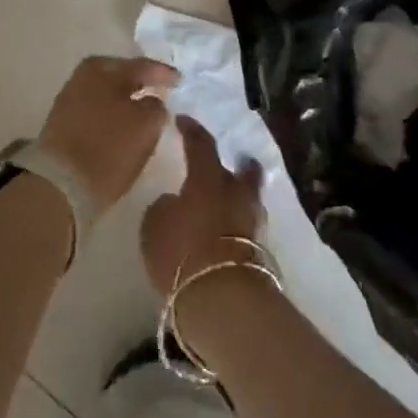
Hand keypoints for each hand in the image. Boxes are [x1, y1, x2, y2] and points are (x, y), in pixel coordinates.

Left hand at [36, 56, 178, 215]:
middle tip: (162, 91)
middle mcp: (83, 77)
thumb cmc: (109, 147)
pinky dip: (112, 115)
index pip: (143, 66)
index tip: (180, 80)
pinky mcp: (63, 125)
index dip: (164, 74)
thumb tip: (152, 101)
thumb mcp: (147, 123)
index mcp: (104, 69)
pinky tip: (124, 126)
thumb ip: (156, 106)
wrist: (60, 184)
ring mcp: (70, 100)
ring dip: (126, 101)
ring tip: (145, 111)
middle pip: (121, 77)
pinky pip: (97, 112)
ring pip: (108, 95)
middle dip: (142, 84)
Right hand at [140, 116, 267, 295]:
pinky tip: (227, 230)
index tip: (183, 120)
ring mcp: (254, 221)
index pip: (201, 143)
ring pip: (250, 199)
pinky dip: (239, 224)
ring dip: (240, 197)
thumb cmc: (182, 252)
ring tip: (226, 202)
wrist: (224, 297)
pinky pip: (248, 226)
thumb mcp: (156, 226)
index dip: (191, 130)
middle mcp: (237, 192)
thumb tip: (175, 201)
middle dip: (238, 164)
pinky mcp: (262, 249)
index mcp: (208, 178)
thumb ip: (165, 207)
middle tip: (232, 162)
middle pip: (244, 170)